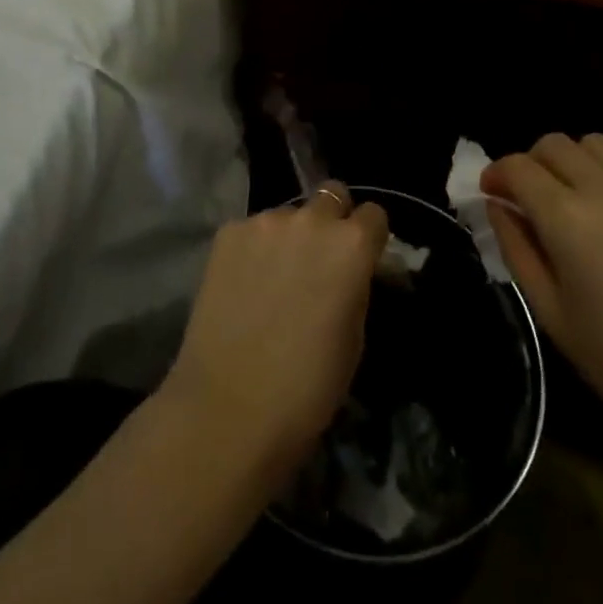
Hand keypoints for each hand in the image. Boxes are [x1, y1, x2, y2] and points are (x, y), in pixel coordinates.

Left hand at [159, 183, 389, 486]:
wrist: (230, 407)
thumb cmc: (307, 388)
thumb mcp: (354, 338)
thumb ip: (355, 286)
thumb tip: (350, 271)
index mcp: (351, 246)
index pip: (374, 215)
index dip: (369, 236)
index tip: (361, 258)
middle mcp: (311, 220)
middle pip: (331, 196)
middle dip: (331, 220)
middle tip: (319, 258)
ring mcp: (265, 221)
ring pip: (288, 214)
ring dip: (290, 235)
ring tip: (275, 276)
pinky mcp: (228, 232)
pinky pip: (253, 229)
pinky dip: (255, 247)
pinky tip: (245, 282)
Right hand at [483, 134, 602, 471]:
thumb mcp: (553, 315)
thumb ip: (517, 248)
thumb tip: (498, 206)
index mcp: (568, 219)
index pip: (517, 166)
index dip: (497, 175)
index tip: (493, 194)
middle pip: (554, 144)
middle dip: (532, 164)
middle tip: (532, 200)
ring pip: (595, 145)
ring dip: (573, 163)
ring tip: (578, 204)